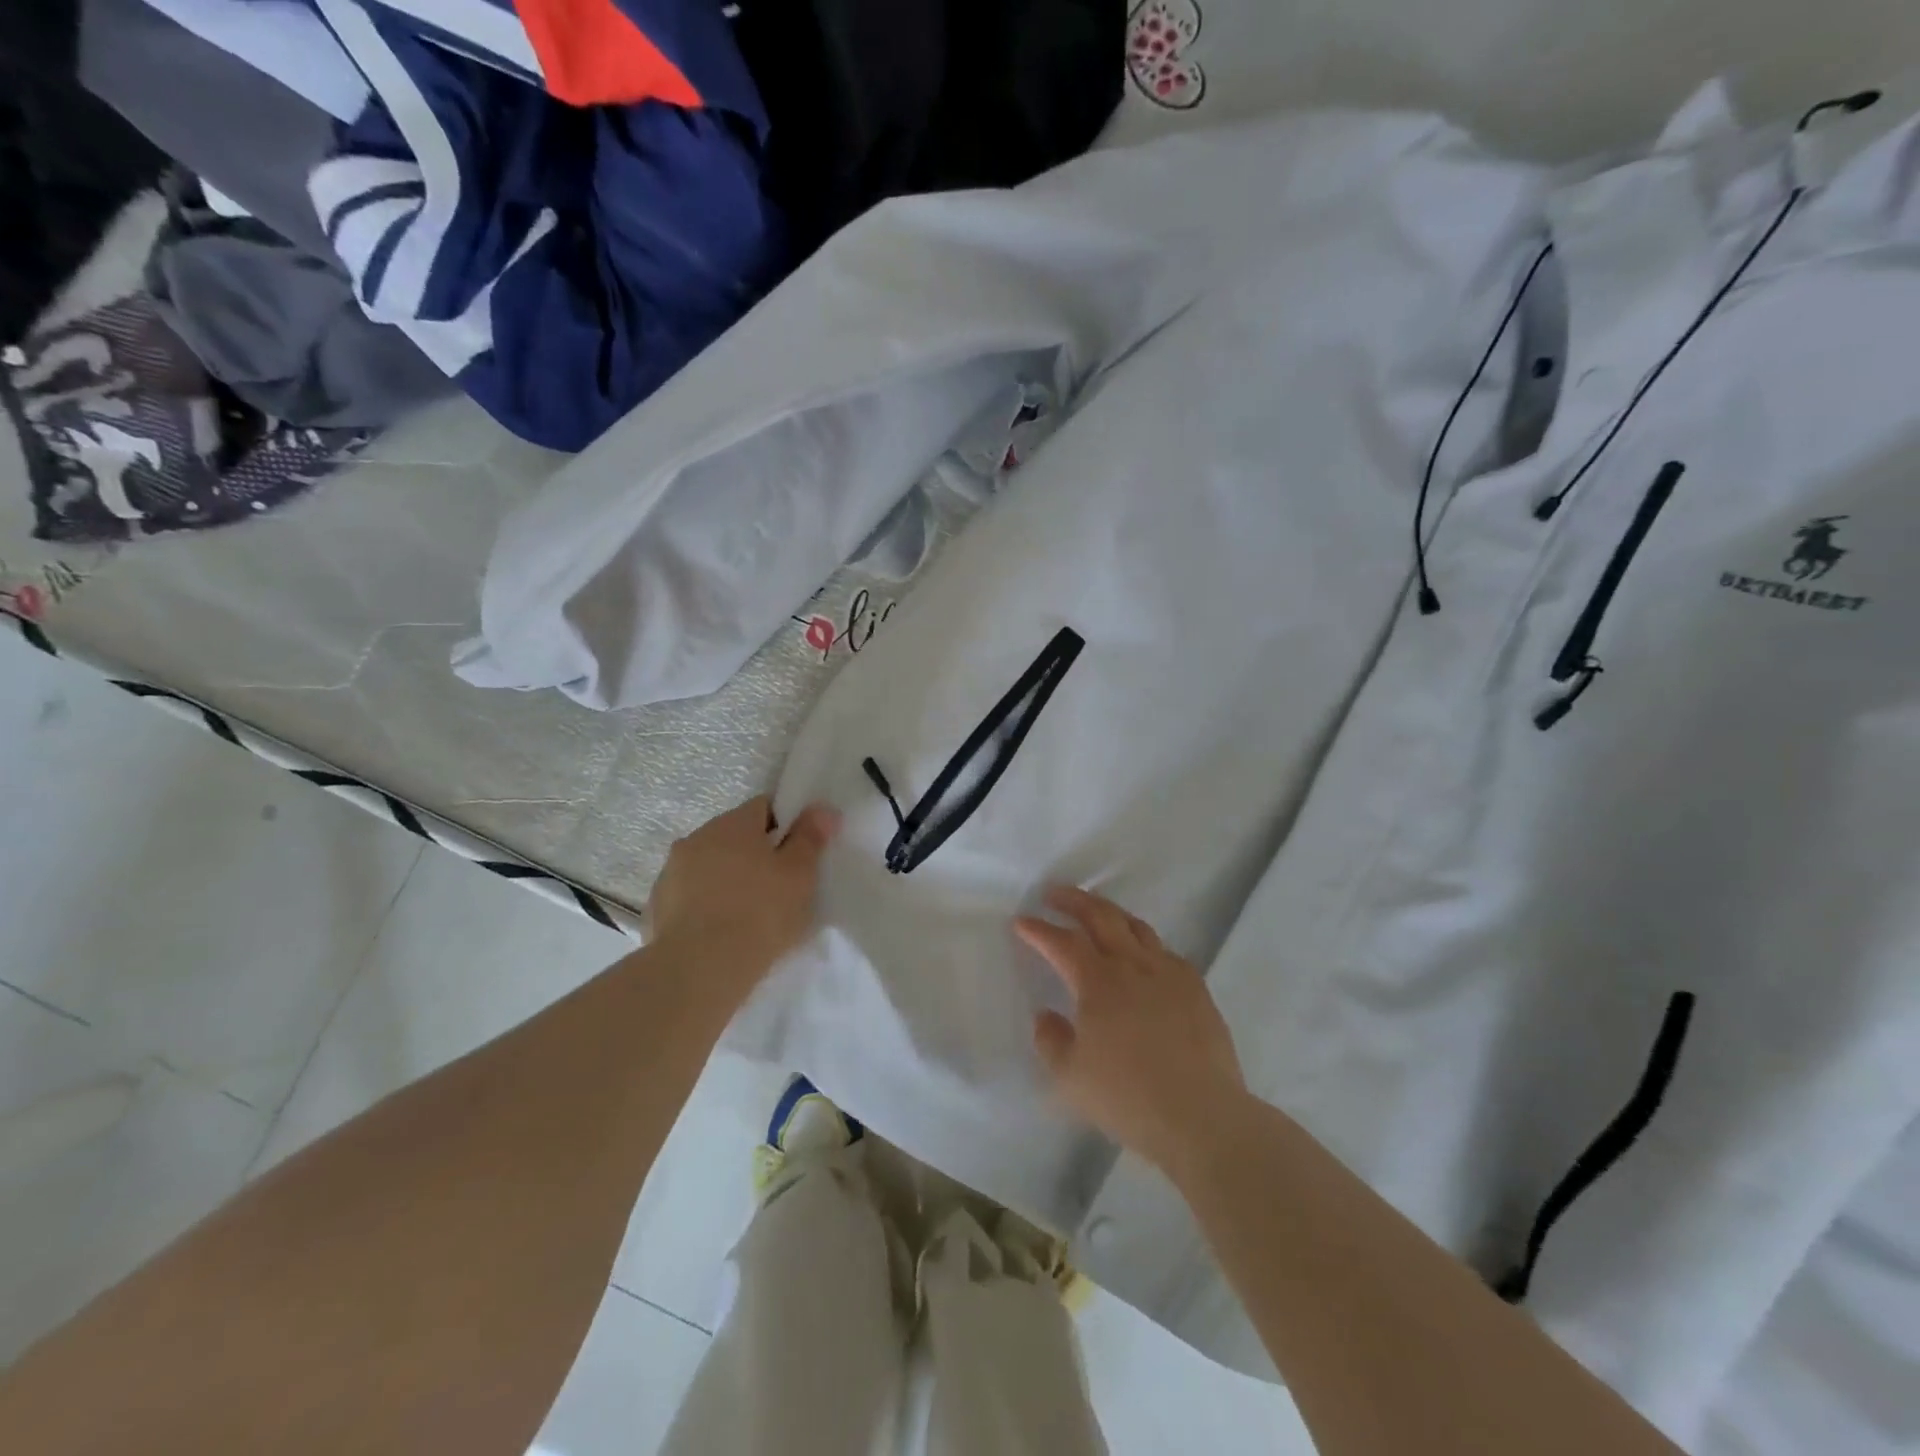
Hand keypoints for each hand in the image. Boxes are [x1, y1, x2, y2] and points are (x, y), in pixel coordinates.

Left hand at [648, 797, 839, 981]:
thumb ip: (810, 837)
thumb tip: (822, 809)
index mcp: (733, 823)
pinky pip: (690, 895)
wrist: (700, 969)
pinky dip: (705, 904)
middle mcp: (697, 838)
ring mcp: (671, 872)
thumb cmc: (760, 913)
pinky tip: (720, 931)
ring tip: (748, 913)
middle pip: (734, 836)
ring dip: (727, 878)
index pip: (763, 806)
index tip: (798, 853)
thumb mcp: (799, 874)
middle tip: (778, 885)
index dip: (785, 825)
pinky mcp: (656, 907)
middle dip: (755, 853)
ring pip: (709, 865)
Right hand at [1017, 887, 1247, 1174]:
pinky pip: (1164, 950)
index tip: (1021, 921)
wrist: (1202, 1116)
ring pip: (1136, 926)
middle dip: (1074, 900)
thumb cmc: (1128, 1098)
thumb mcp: (1070, 1078)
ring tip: (1096, 912)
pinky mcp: (1196, 988)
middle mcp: (1133, 965)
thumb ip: (1051, 1041)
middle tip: (1054, 894)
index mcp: (1098, 982)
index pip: (1062, 942)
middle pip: (1101, 917)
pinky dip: (1143, 942)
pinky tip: (1141, 954)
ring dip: (1109, 913)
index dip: (1039, 930)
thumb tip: (1046, 1015)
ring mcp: (1168, 973)